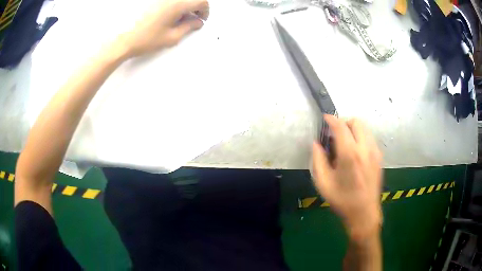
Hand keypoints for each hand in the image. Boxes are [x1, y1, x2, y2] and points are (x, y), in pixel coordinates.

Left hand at [117, 0, 208, 57]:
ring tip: (180, 21)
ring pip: (182, 0)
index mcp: (177, 5)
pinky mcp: (155, 2)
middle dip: (197, 8)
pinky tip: (170, 18)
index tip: (202, 20)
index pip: (201, 1)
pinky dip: (176, 7)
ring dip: (186, 7)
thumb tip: (198, 22)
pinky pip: (172, 1)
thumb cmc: (147, 39)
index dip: (205, 11)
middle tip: (193, 20)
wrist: (125, 40)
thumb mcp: (172, 37)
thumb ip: (189, 27)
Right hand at [312, 115, 382, 240]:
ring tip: (345, 143)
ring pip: (365, 128)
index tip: (325, 119)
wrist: (364, 213)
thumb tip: (316, 143)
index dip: (331, 119)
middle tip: (335, 134)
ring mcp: (375, 152)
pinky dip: (361, 138)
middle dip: (344, 123)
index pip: (341, 126)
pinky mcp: (379, 157)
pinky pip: (369, 138)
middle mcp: (365, 148)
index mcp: (350, 154)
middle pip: (356, 122)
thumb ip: (318, 160)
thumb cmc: (342, 200)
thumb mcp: (323, 183)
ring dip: (353, 129)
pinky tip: (355, 152)